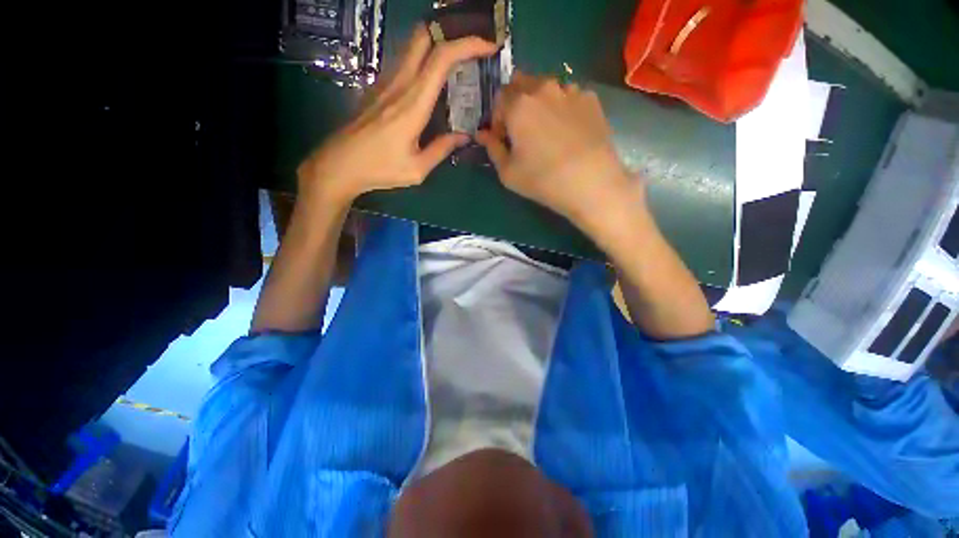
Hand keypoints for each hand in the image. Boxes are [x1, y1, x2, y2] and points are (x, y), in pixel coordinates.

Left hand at [297, 27, 498, 206]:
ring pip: (412, 46)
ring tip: (456, 62)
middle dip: (450, 33)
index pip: (441, 58)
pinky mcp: (377, 87)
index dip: (467, 45)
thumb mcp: (417, 168)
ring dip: (435, 44)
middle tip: (471, 49)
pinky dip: (422, 60)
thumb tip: (464, 137)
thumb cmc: (380, 169)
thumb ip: (442, 149)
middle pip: (423, 37)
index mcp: (413, 104)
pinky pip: (403, 62)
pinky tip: (431, 79)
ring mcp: (385, 82)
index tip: (488, 46)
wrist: (340, 164)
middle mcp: (399, 84)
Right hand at [476, 73, 641, 232]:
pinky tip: (569, 130)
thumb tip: (482, 134)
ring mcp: (570, 90)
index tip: (503, 137)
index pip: (499, 98)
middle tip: (522, 129)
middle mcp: (543, 88)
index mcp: (518, 105)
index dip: (498, 118)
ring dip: (540, 102)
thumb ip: (492, 148)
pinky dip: (563, 107)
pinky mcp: (591, 99)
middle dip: (516, 102)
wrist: (590, 182)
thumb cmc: (542, 180)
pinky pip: (570, 96)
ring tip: (548, 129)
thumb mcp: (508, 172)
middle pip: (522, 83)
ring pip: (547, 87)